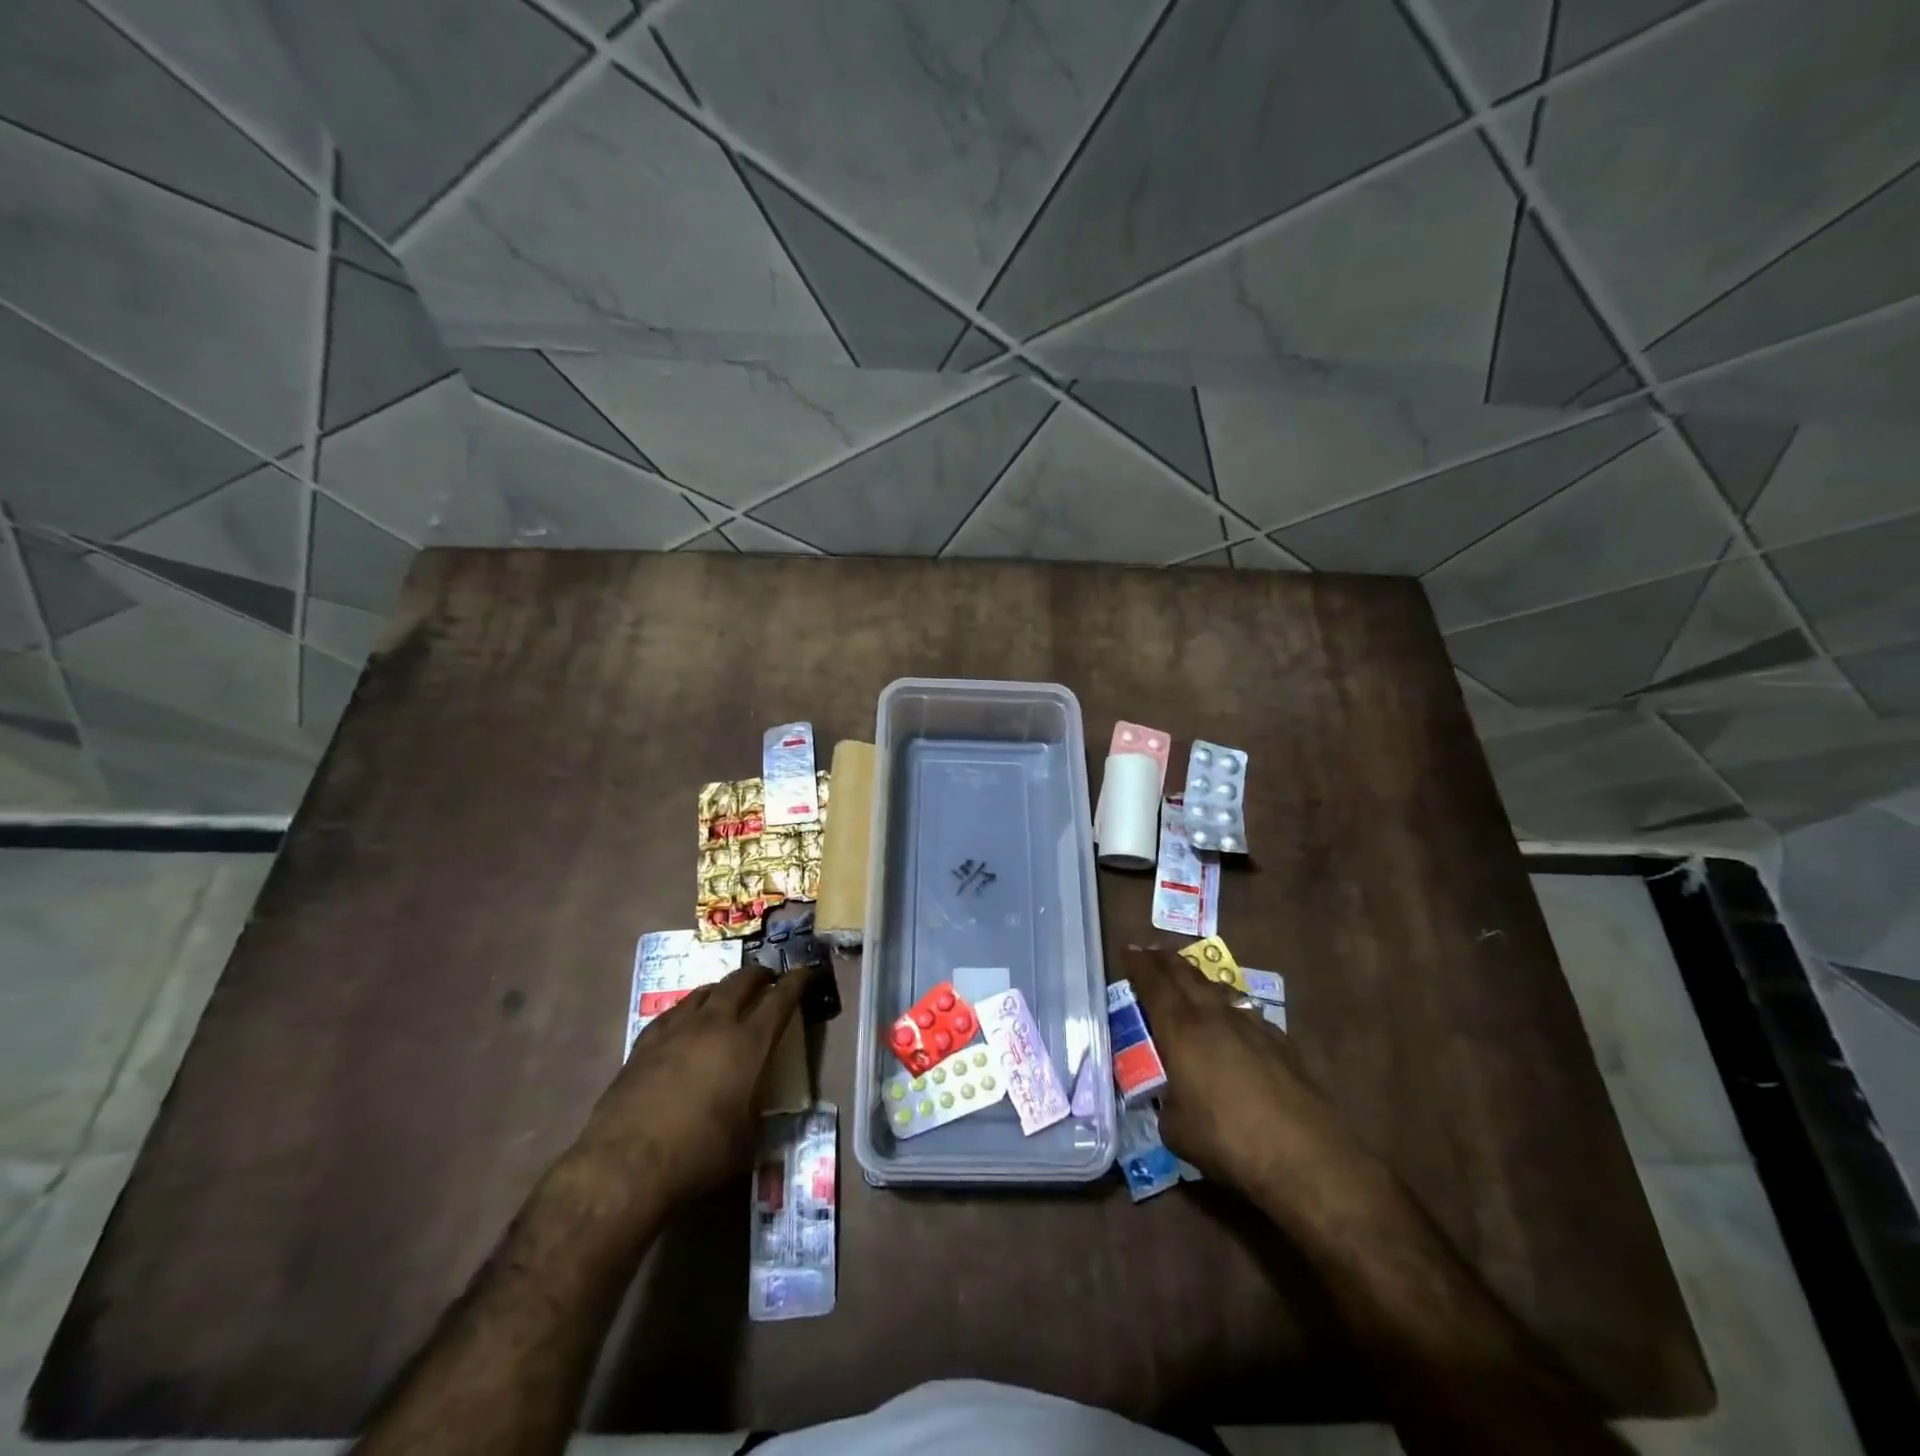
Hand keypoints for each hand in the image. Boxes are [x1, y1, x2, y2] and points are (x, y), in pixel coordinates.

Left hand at [578, 964, 812, 1201]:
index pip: (780, 999)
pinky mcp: (645, 1041)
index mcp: (748, 1043)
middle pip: (741, 981)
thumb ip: (759, 1110)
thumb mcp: (748, 1140)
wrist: (624, 1164)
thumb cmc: (698, 1154)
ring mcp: (677, 1028)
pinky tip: (688, 1021)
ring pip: (706, 990)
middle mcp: (715, 1024)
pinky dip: (691, 1008)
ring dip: (724, 988)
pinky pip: (675, 1010)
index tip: (804, 971)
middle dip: (760, 975)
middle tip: (769, 979)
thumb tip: (761, 1103)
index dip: (796, 982)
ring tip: (730, 996)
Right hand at [1121, 945, 1361, 1195]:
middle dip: (1164, 960)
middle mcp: (1214, 1015)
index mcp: (1181, 1029)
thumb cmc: (1228, 1140)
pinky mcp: (1279, 1041)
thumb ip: (1165, 1102)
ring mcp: (1250, 1024)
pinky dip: (1226, 1005)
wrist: (1306, 1157)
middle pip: (1185, 973)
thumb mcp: (1175, 1129)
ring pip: (1216, 987)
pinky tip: (1229, 1021)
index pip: (1153, 982)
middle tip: (1151, 953)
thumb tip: (1168, 1098)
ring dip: (1196, 978)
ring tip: (1187, 978)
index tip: (1128, 951)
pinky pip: (1243, 1010)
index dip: (1138, 963)